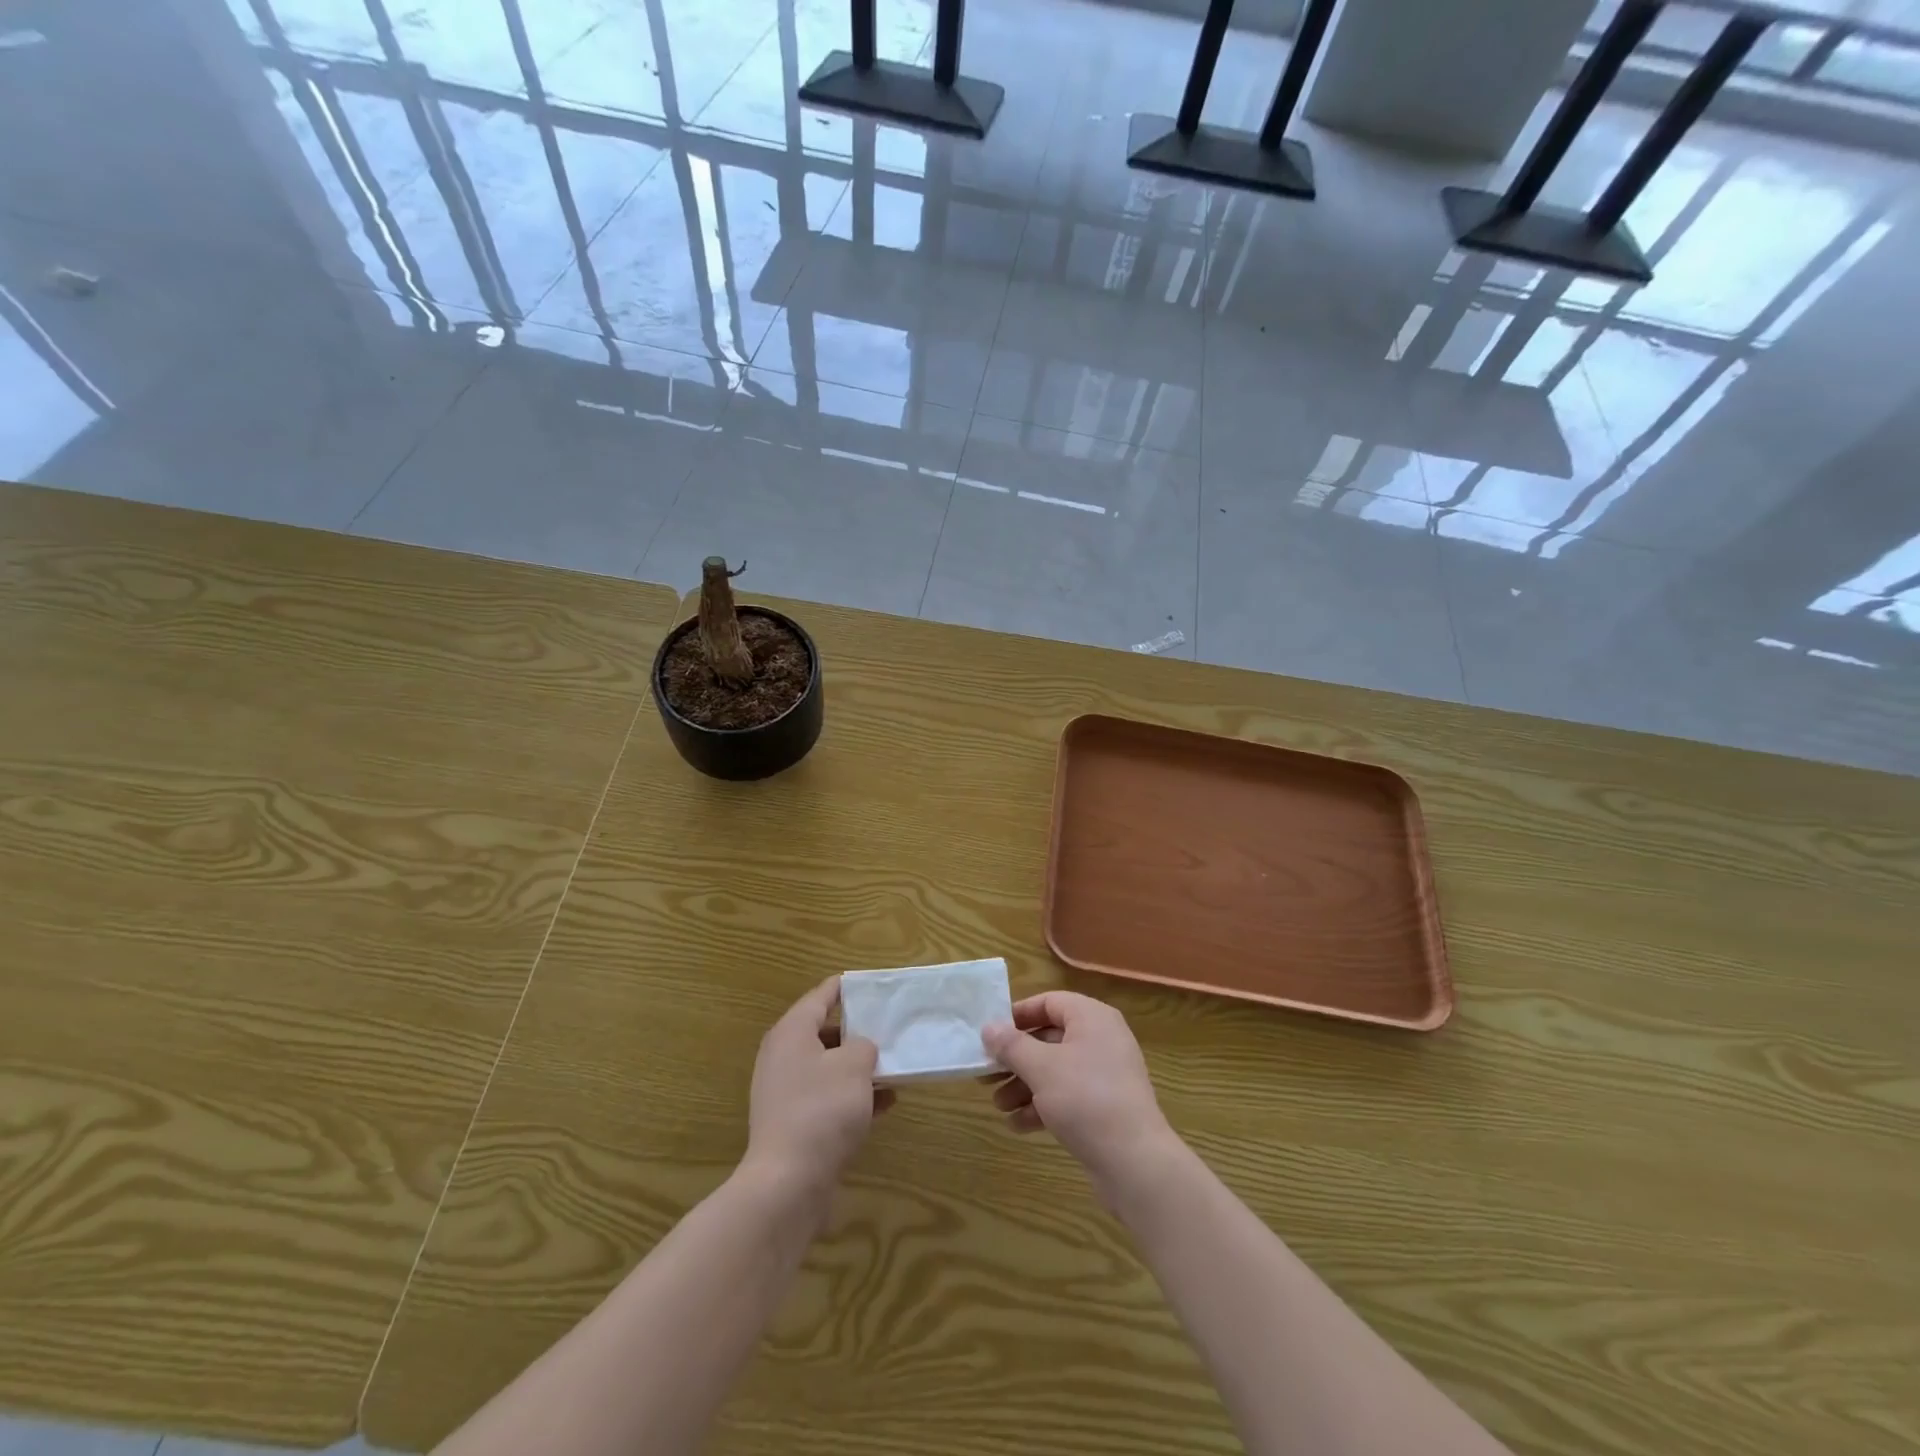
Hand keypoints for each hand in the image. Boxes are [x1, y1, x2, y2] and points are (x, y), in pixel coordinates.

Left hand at [744, 977, 893, 1200]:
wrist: (788, 1183)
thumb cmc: (822, 1109)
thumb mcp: (854, 1065)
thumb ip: (863, 1046)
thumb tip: (860, 1050)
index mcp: (791, 1032)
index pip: (820, 997)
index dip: (846, 988)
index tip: (871, 983)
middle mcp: (782, 1058)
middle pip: (823, 1032)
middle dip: (857, 1031)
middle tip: (888, 1026)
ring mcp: (785, 1094)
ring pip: (828, 1068)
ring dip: (858, 1067)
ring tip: (893, 1066)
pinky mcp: (794, 1125)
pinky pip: (828, 1099)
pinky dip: (853, 1097)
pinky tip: (886, 1103)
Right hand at [981, 992, 1179, 1204]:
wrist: (1134, 1162)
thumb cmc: (1085, 1098)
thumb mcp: (1041, 1068)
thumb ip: (1011, 1045)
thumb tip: (989, 1027)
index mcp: (1091, 1018)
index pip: (1050, 1002)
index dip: (1019, 1015)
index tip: (991, 1033)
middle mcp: (1101, 1039)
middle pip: (1049, 1039)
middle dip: (1016, 1059)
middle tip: (987, 1074)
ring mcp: (1105, 1075)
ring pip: (1055, 1070)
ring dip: (1024, 1085)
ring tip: (998, 1105)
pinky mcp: (1105, 1107)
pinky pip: (1067, 1096)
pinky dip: (1043, 1106)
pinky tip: (1018, 1125)